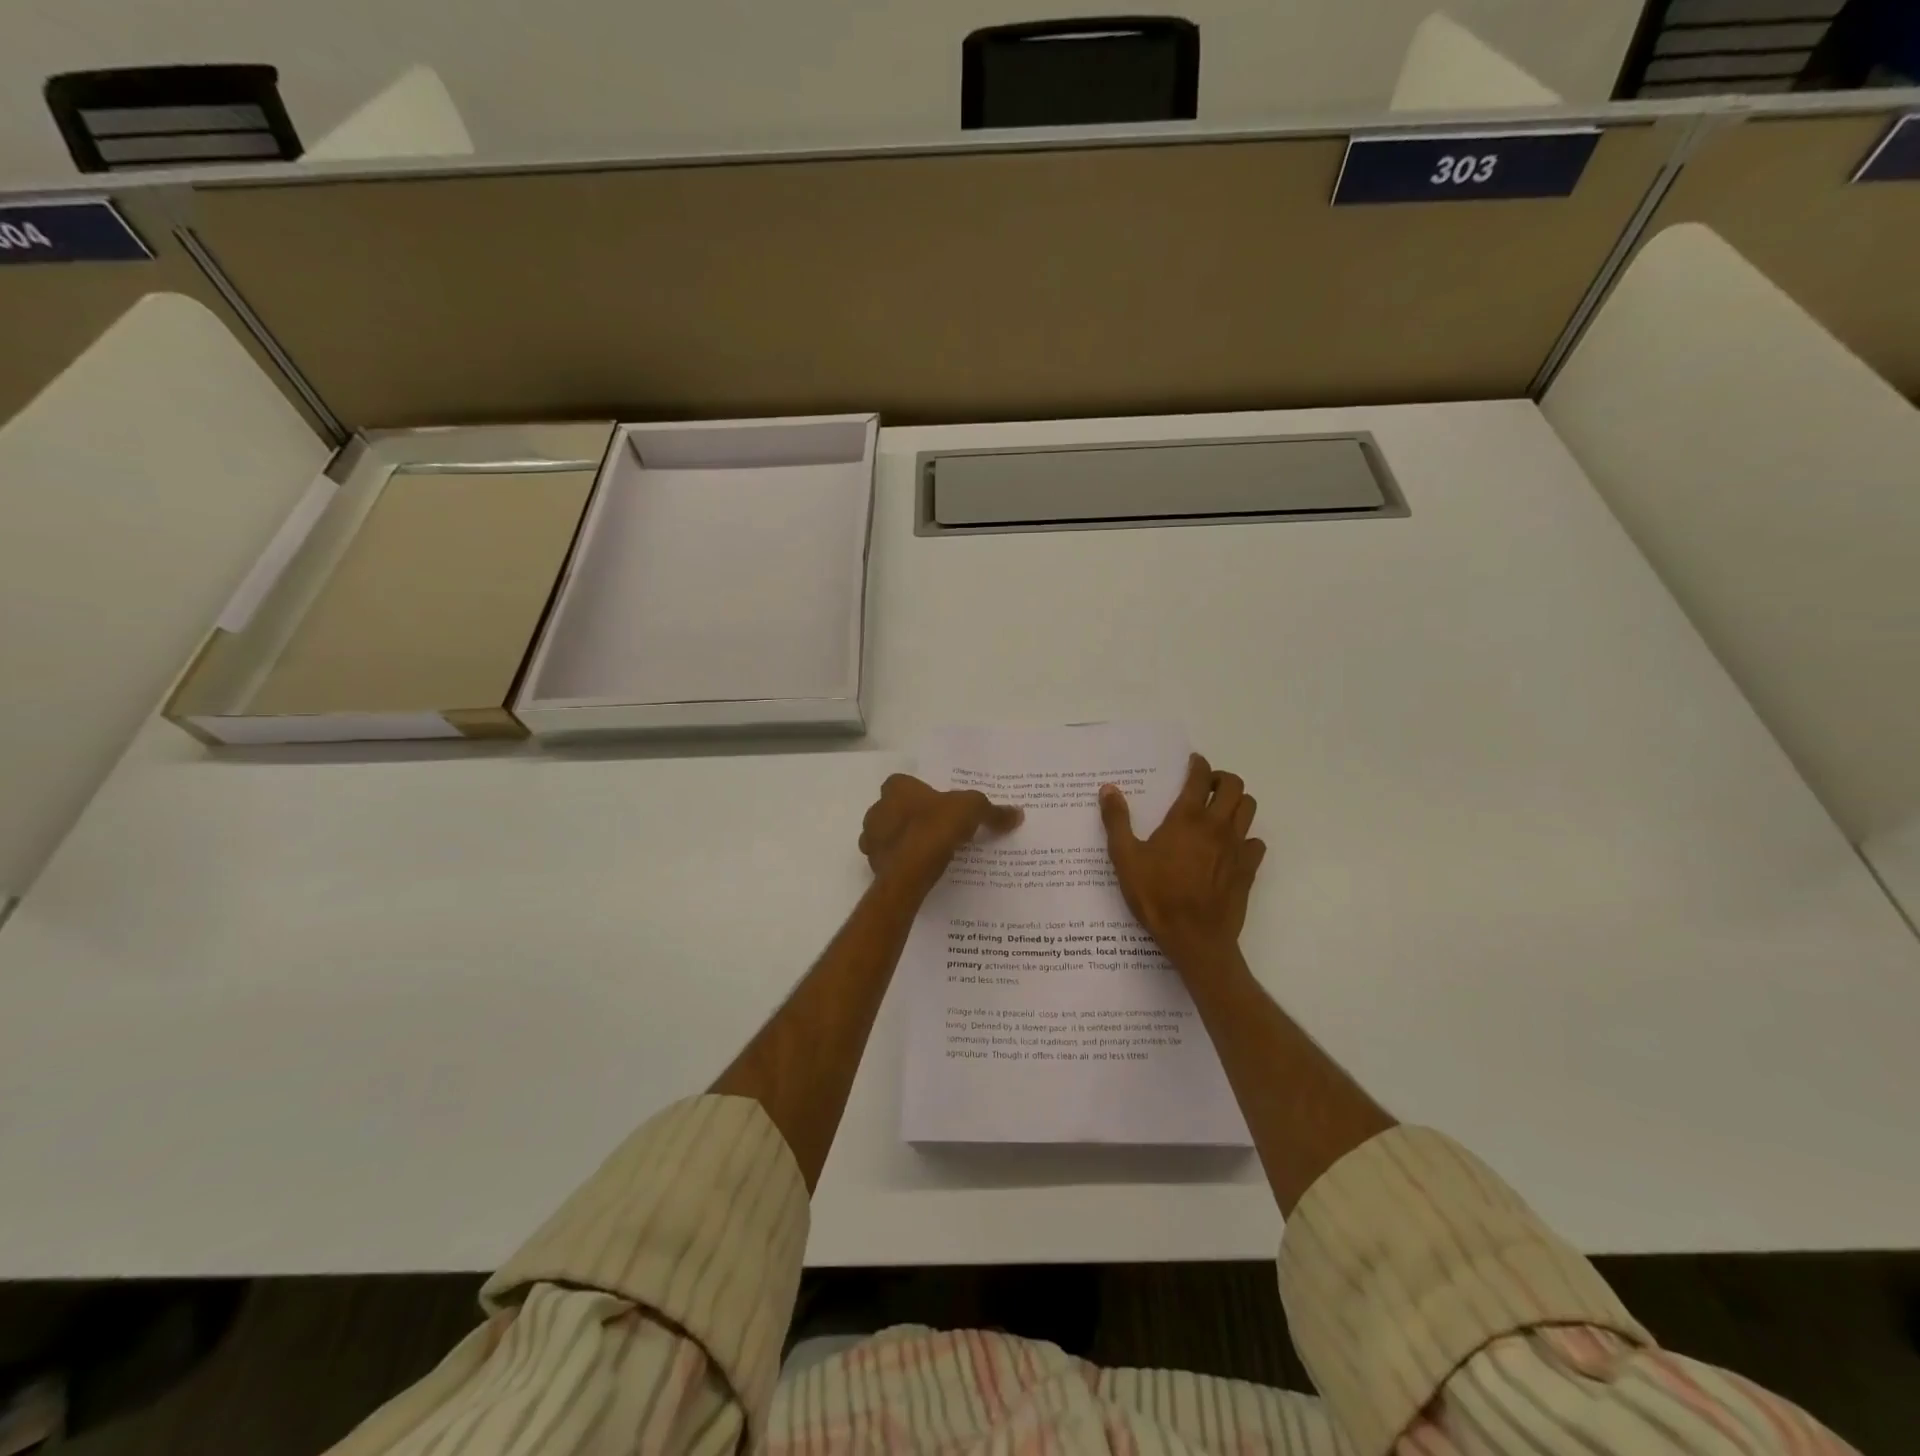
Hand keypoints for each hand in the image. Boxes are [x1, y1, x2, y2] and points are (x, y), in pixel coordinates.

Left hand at [860, 774, 1022, 895]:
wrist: (909, 872)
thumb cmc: (934, 828)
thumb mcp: (972, 811)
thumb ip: (992, 811)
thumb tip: (1017, 814)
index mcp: (896, 788)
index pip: (903, 783)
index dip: (919, 792)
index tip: (937, 804)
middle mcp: (877, 809)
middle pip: (894, 809)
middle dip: (910, 817)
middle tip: (936, 828)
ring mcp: (872, 839)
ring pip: (888, 836)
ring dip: (904, 841)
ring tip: (930, 852)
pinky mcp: (874, 865)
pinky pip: (890, 860)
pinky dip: (902, 863)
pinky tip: (920, 870)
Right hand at [1099, 753, 1265, 964]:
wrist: (1194, 938)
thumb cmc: (1156, 896)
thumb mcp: (1125, 858)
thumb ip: (1117, 821)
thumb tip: (1109, 789)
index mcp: (1187, 818)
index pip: (1201, 777)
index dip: (1198, 765)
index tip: (1193, 763)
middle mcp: (1217, 826)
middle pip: (1235, 786)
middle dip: (1222, 779)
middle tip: (1206, 787)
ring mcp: (1237, 848)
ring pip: (1250, 809)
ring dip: (1237, 803)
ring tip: (1218, 812)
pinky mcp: (1248, 869)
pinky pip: (1256, 843)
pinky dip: (1246, 838)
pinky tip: (1230, 848)